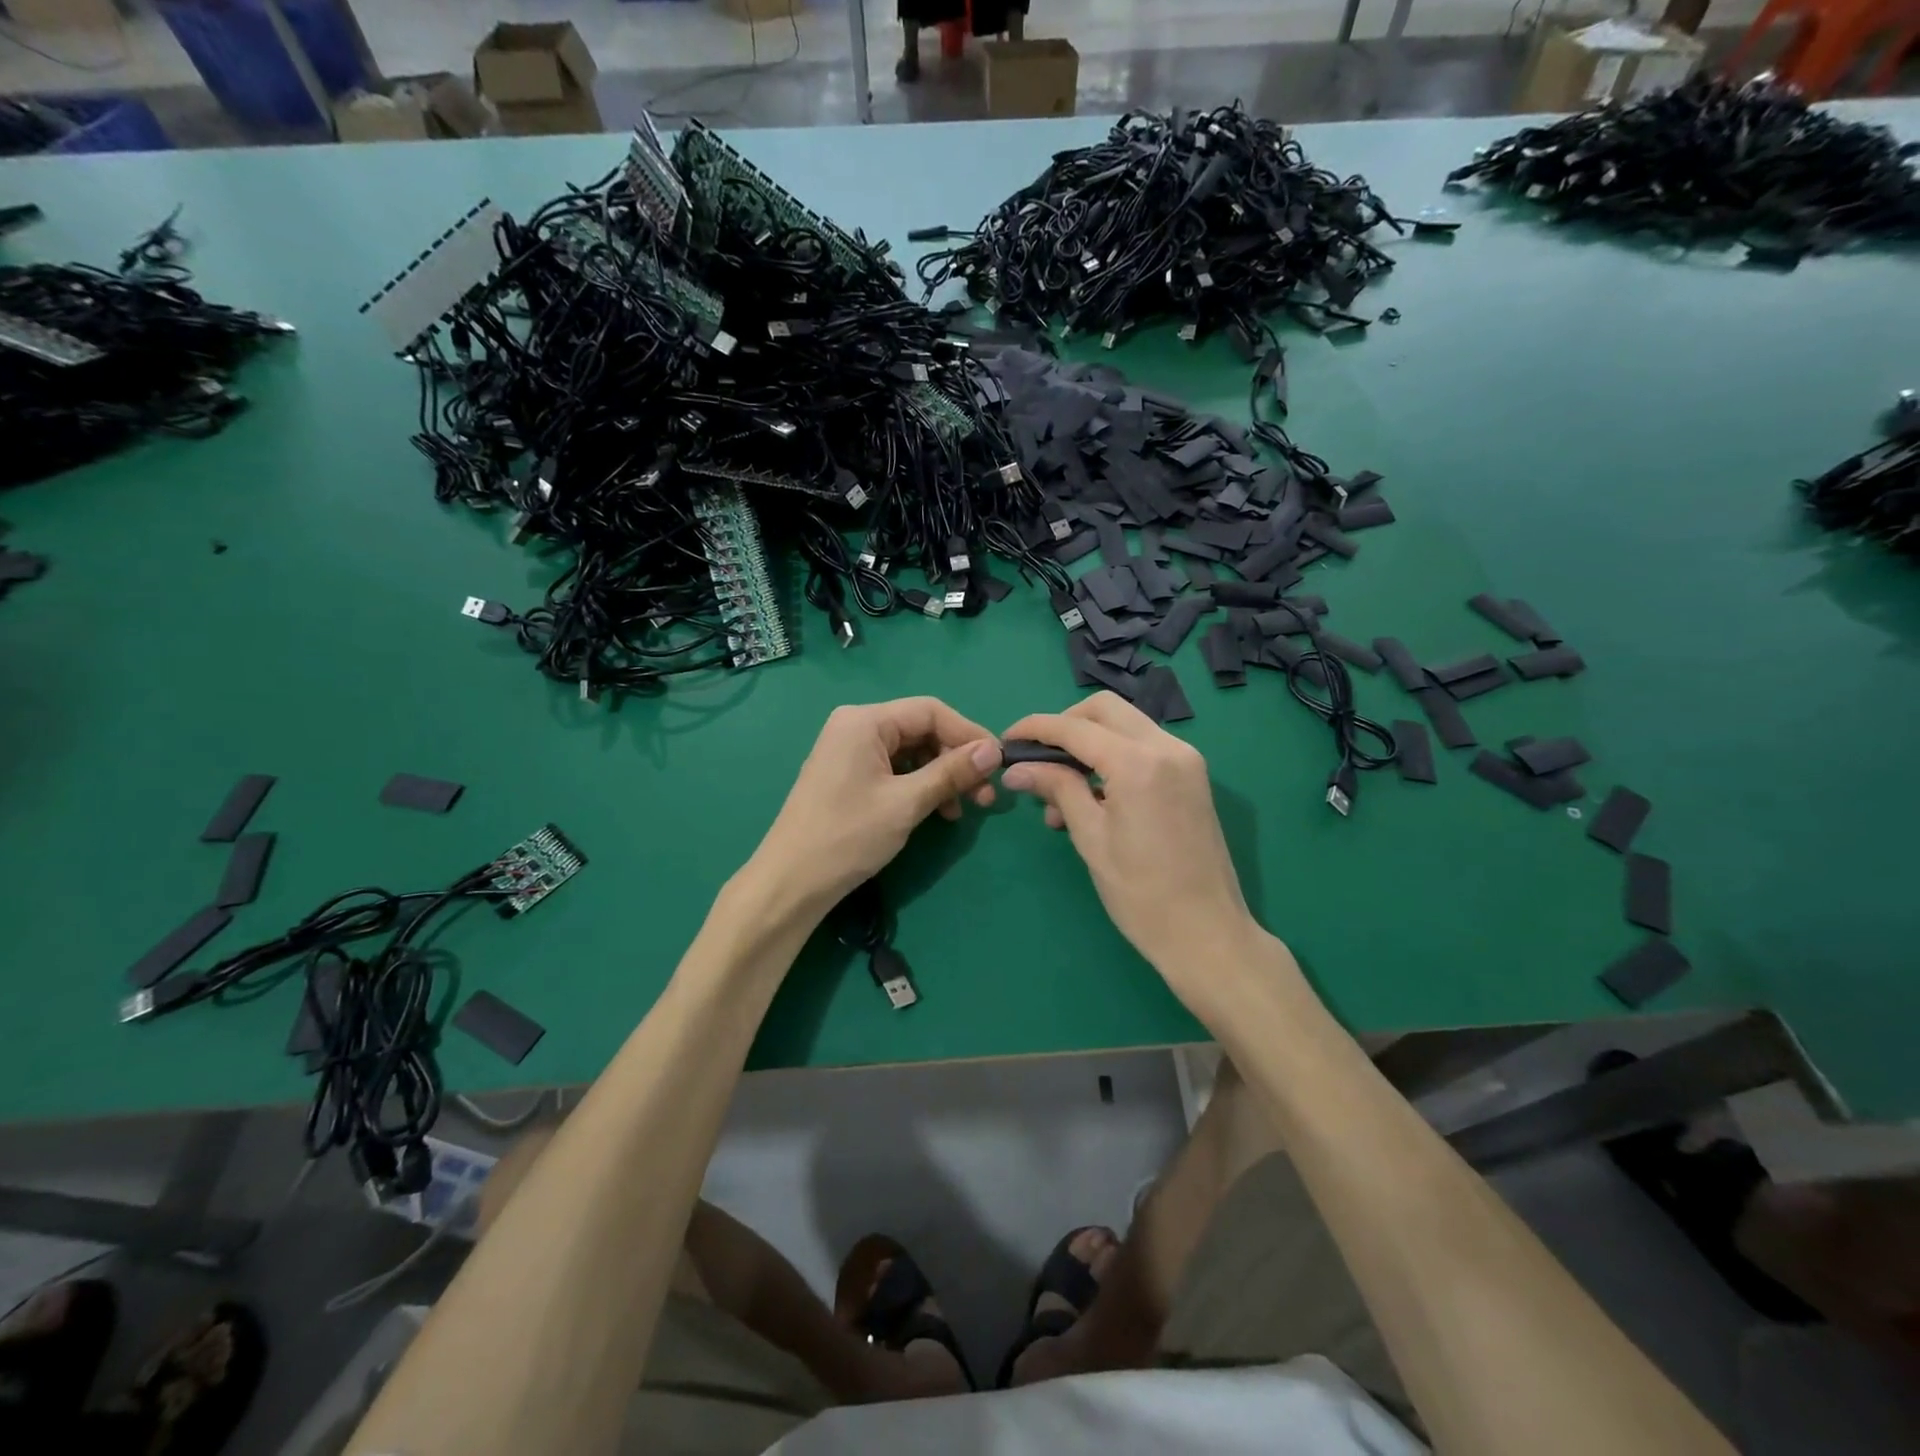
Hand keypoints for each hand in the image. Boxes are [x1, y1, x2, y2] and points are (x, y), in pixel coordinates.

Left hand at [745, 698, 1001, 919]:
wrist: (791, 882)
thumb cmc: (848, 836)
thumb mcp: (907, 802)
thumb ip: (951, 772)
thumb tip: (995, 750)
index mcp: (865, 721)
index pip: (930, 711)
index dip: (968, 734)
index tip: (997, 763)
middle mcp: (856, 726)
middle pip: (922, 730)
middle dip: (956, 759)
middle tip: (984, 795)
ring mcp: (850, 750)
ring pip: (912, 752)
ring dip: (942, 776)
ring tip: (963, 810)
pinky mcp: (849, 774)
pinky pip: (895, 769)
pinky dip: (920, 786)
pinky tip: (938, 811)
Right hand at [1000, 693, 1264, 1002]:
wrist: (1207, 934)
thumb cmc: (1141, 894)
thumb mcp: (1091, 838)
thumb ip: (1056, 789)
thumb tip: (1016, 769)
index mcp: (1139, 763)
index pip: (1076, 728)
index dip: (1035, 729)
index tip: (1006, 740)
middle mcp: (1167, 747)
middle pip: (1105, 710)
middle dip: (1065, 724)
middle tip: (1037, 757)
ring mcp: (1185, 760)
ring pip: (1126, 725)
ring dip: (1089, 742)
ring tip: (1058, 791)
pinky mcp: (1192, 776)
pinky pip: (1144, 748)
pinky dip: (1113, 757)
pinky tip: (1091, 796)